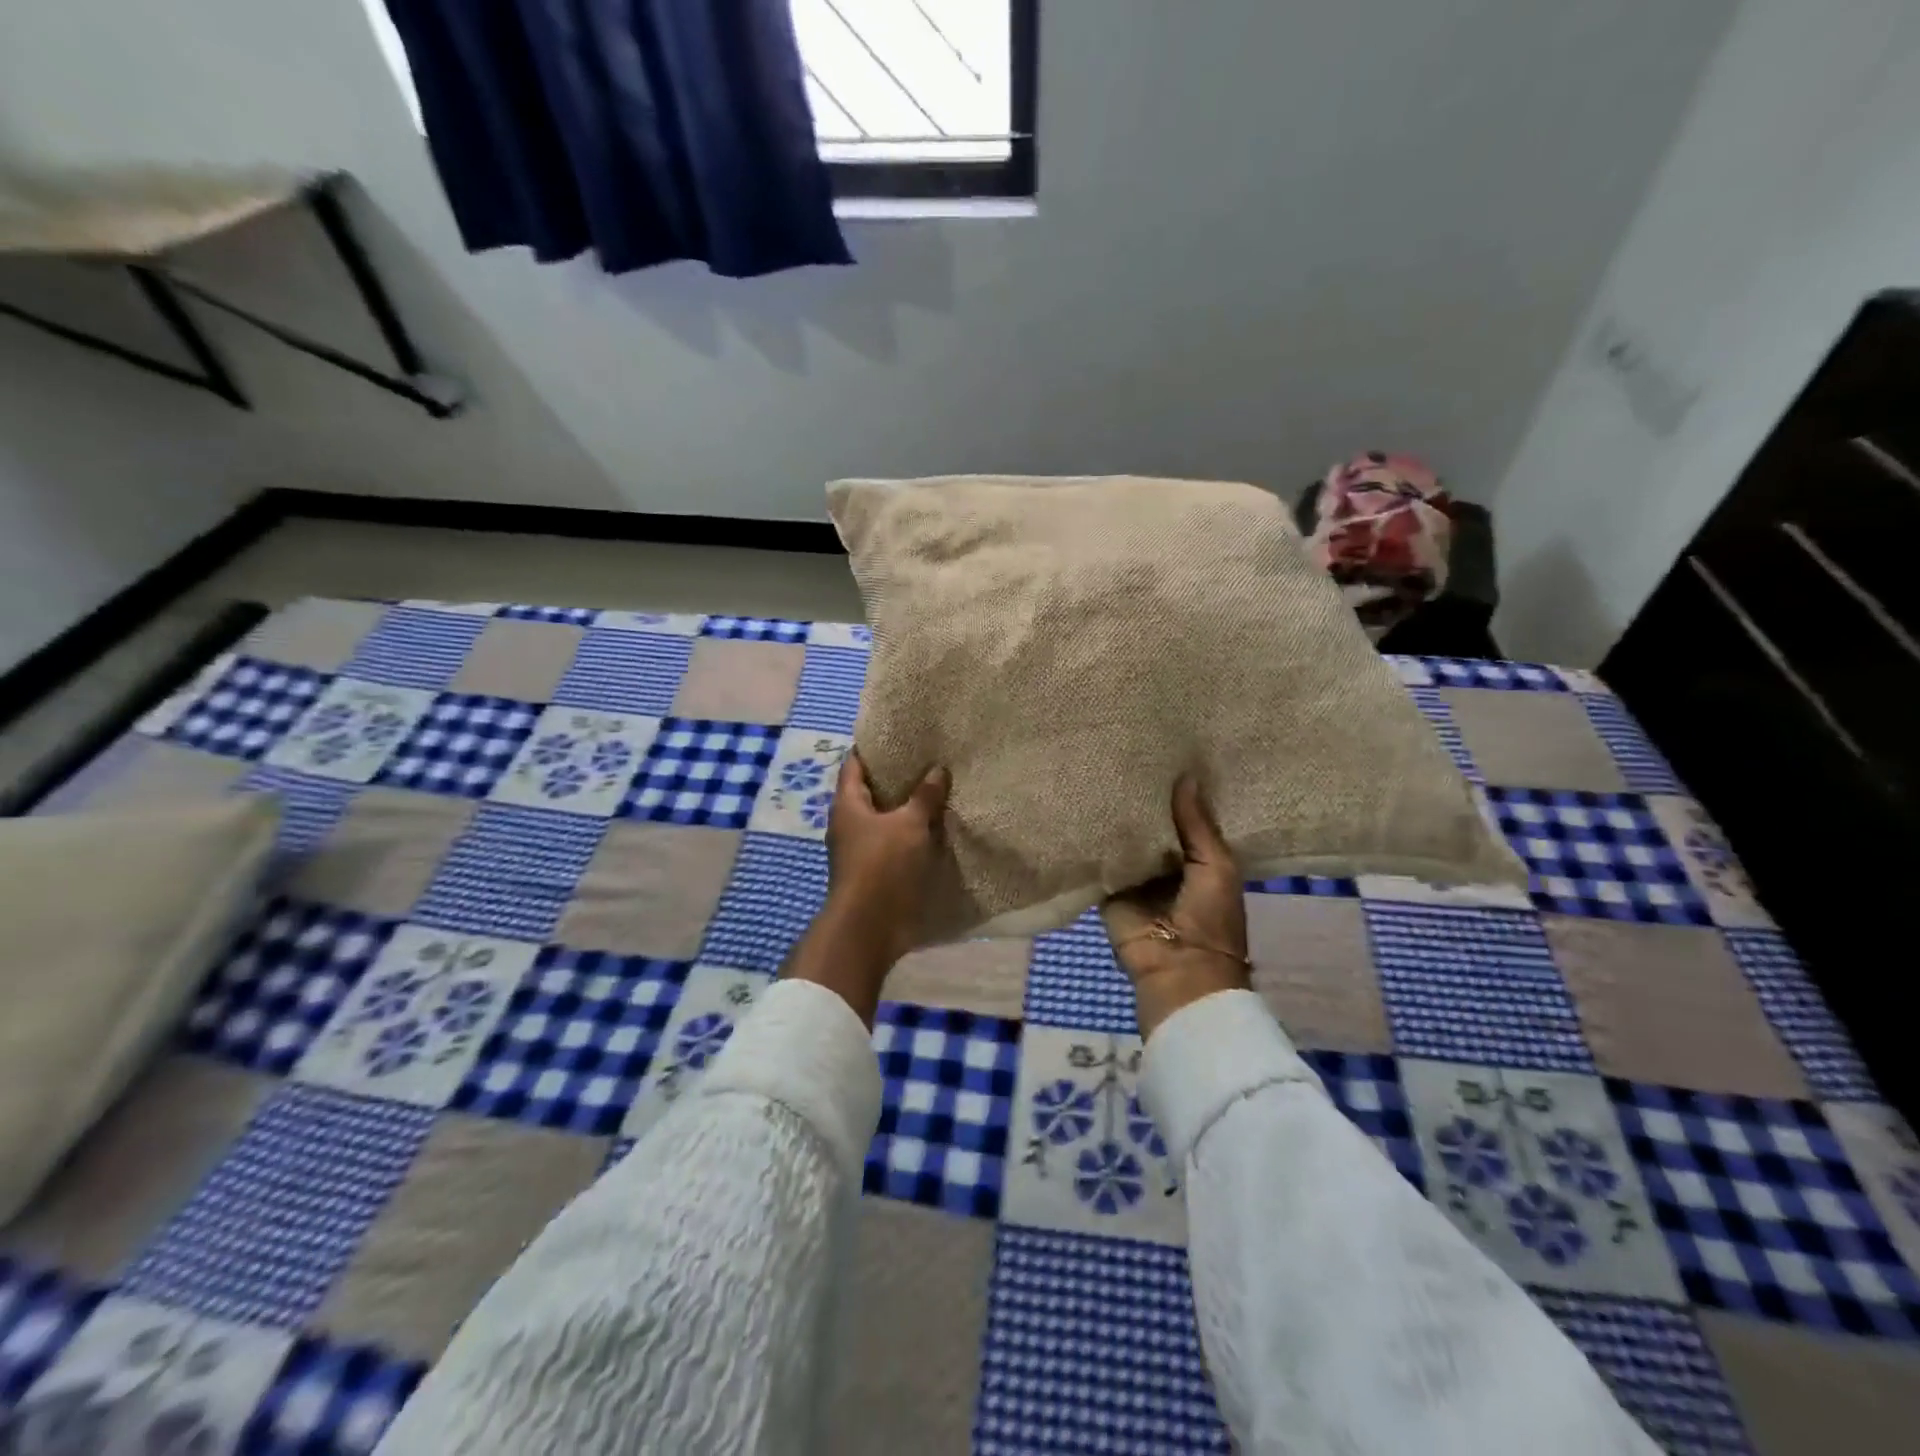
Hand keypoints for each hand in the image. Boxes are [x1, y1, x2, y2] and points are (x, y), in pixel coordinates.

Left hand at [782, 750, 949, 1023]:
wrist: (869, 927)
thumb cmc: (882, 866)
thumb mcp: (909, 825)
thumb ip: (924, 797)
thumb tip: (937, 769)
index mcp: (847, 804)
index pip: (855, 764)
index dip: (873, 747)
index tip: (898, 735)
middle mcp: (848, 823)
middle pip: (870, 791)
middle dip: (896, 777)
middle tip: (927, 759)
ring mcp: (859, 849)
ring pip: (883, 818)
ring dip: (905, 808)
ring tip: (936, 790)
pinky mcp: (874, 871)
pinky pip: (893, 842)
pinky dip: (910, 833)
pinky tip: (935, 827)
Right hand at [1101, 776, 1249, 1038]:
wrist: (1178, 969)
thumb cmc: (1210, 918)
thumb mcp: (1216, 865)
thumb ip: (1198, 824)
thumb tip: (1186, 775)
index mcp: (1197, 858)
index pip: (1182, 817)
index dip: (1174, 791)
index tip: (1161, 751)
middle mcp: (1164, 863)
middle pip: (1149, 825)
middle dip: (1140, 798)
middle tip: (1122, 752)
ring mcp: (1134, 875)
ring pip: (1123, 838)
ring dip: (1114, 815)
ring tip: (1098, 767)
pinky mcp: (1107, 886)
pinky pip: (1099, 857)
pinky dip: (1092, 838)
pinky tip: (1079, 803)